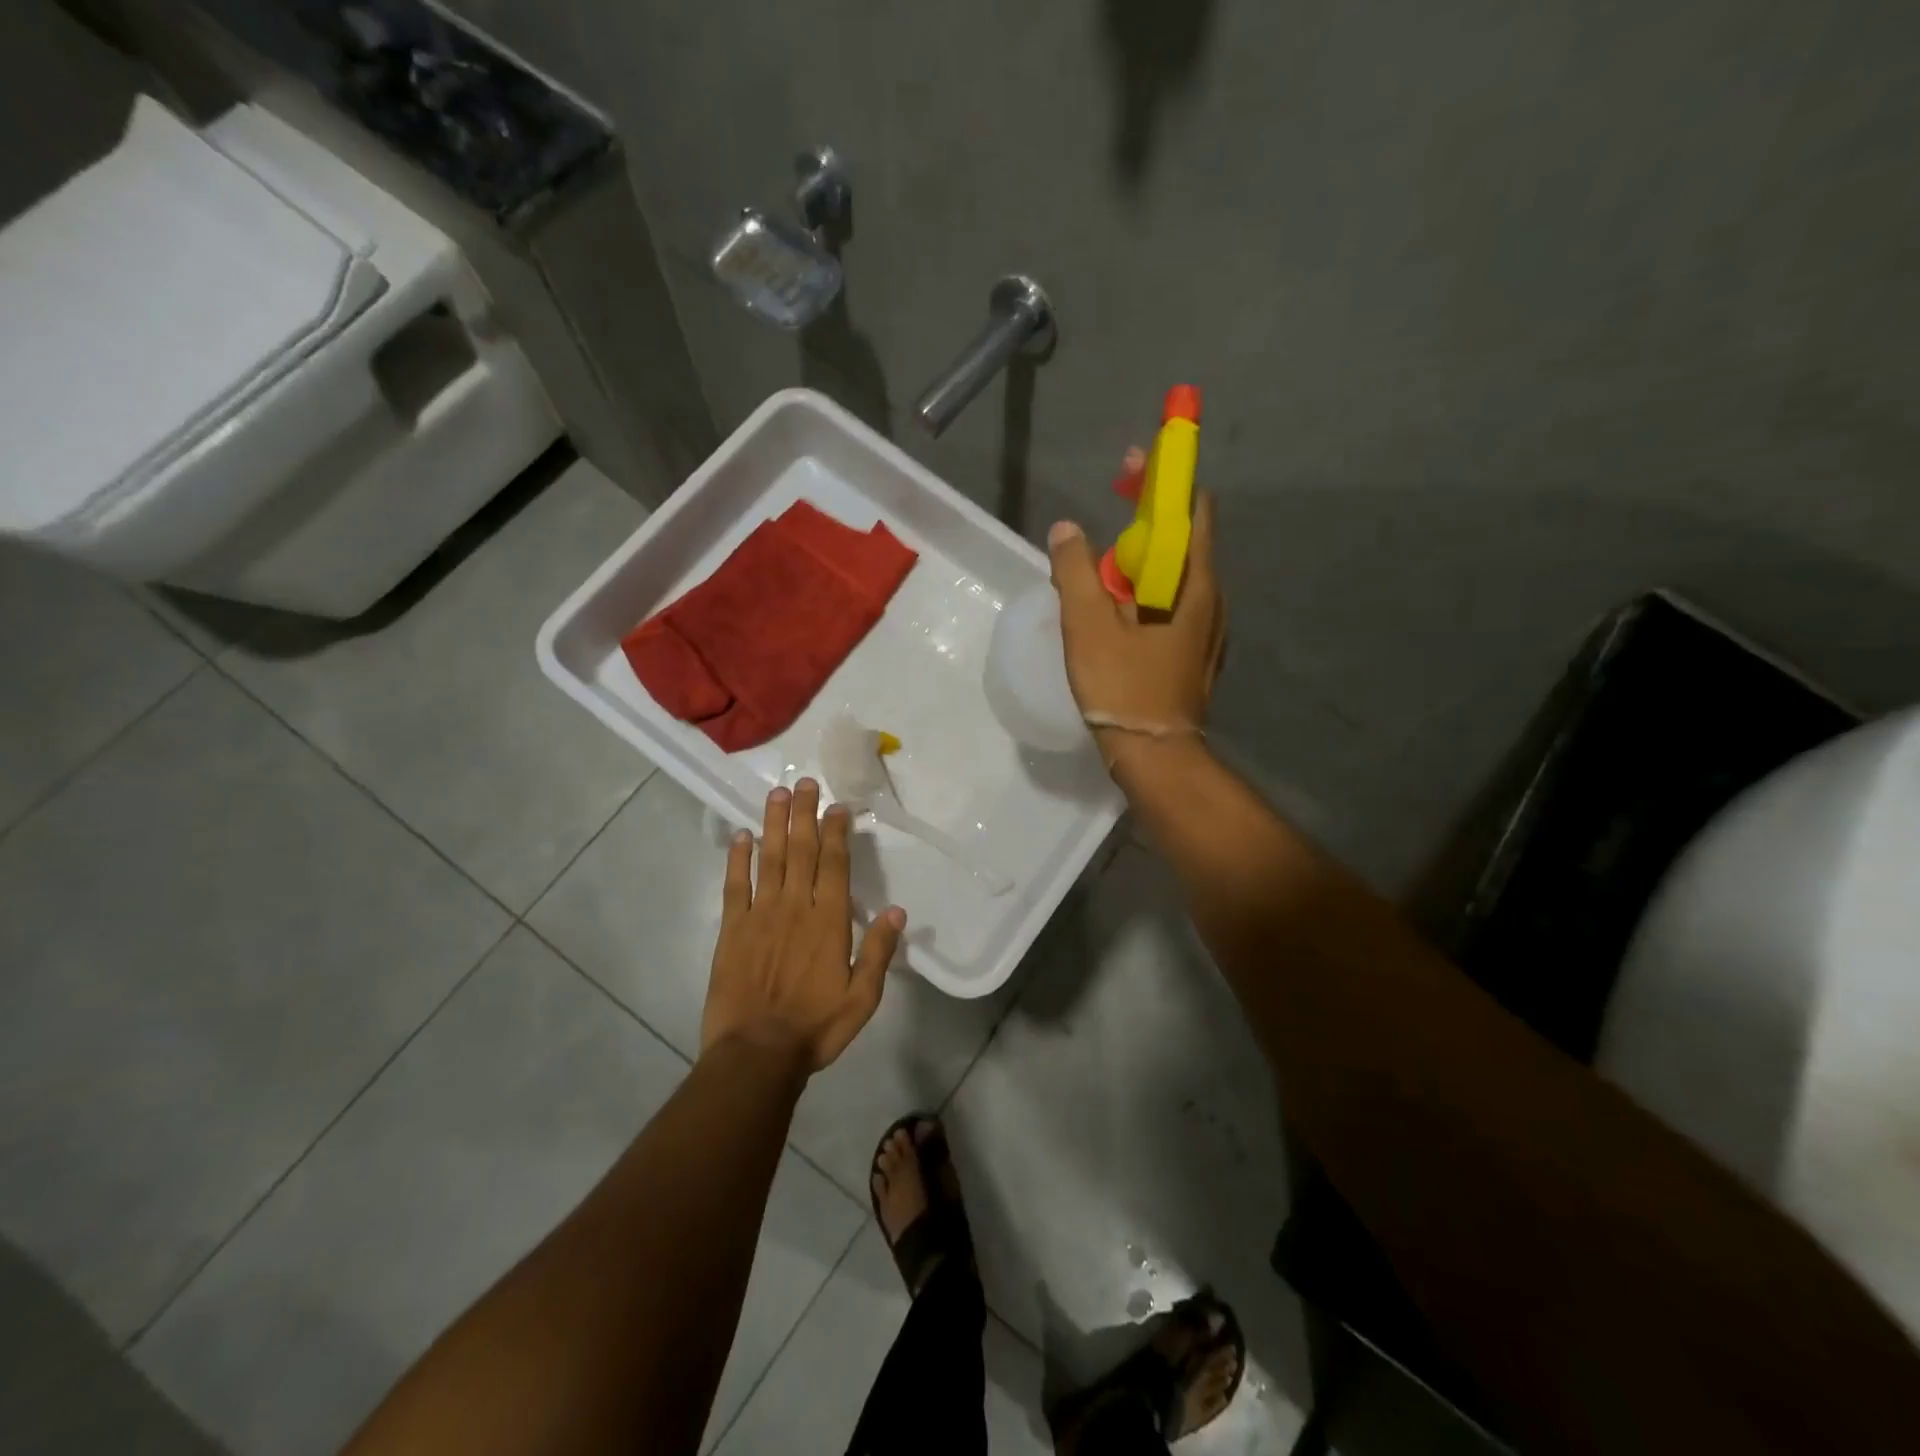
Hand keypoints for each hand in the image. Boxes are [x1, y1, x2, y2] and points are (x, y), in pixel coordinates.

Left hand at [701, 779, 906, 1073]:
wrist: (756, 1054)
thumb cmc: (815, 1027)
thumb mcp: (862, 998)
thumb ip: (878, 952)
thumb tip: (897, 911)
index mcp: (828, 921)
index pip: (834, 864)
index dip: (836, 832)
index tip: (838, 806)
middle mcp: (795, 907)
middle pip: (801, 851)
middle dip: (805, 814)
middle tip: (806, 783)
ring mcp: (761, 915)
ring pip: (770, 859)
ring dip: (774, 824)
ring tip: (778, 794)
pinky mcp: (733, 929)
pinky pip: (735, 886)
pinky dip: (737, 859)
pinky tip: (740, 836)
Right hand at [1046, 464, 1224, 759]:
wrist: (1156, 755)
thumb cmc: (1123, 687)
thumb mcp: (1087, 626)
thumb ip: (1075, 572)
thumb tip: (1067, 530)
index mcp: (1191, 582)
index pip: (1189, 507)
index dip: (1163, 478)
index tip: (1131, 465)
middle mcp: (1211, 597)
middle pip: (1183, 538)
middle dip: (1145, 518)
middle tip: (1103, 518)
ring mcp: (1207, 627)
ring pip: (1175, 574)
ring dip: (1142, 558)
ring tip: (1101, 570)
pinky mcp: (1195, 651)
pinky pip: (1173, 604)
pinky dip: (1146, 591)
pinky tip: (1117, 611)